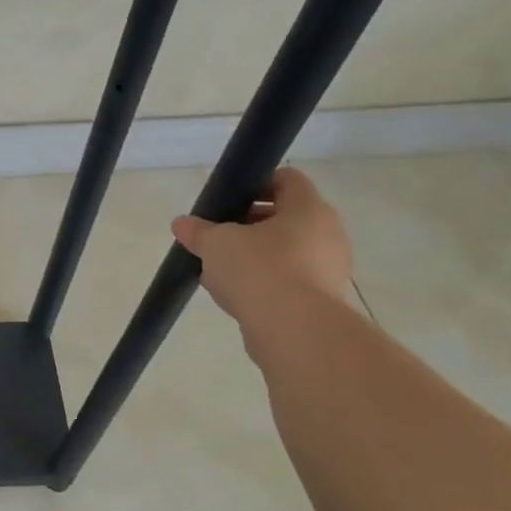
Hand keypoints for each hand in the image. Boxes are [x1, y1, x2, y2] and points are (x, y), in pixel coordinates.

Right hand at [171, 167, 352, 327]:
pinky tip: (236, 295)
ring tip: (220, 270)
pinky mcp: (321, 301)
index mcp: (308, 208)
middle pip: (286, 217)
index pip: (287, 179)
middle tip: (219, 236)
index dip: (256, 184)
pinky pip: (289, 281)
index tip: (228, 200)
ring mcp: (328, 269)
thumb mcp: (216, 243)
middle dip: (249, 224)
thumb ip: (198, 231)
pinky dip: (265, 283)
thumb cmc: (259, 270)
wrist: (294, 331)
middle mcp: (327, 234)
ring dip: (255, 256)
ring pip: (286, 252)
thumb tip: (181, 223)